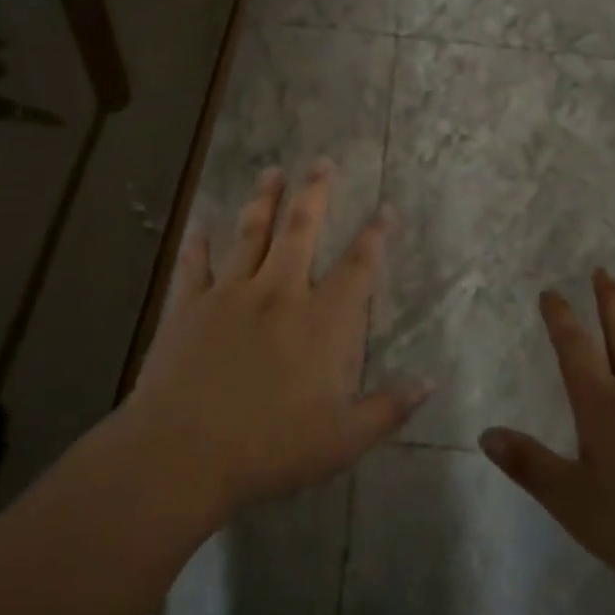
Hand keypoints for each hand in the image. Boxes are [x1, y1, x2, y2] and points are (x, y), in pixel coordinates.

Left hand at [125, 163, 430, 517]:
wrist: (183, 453)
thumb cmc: (270, 448)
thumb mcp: (342, 440)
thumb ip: (388, 408)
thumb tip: (430, 383)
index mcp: (321, 321)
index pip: (357, 266)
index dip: (374, 235)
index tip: (384, 208)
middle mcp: (279, 292)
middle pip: (301, 229)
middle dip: (315, 192)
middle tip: (321, 162)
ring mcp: (231, 293)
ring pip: (250, 233)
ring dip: (263, 199)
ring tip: (272, 171)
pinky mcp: (190, 305)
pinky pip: (195, 265)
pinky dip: (198, 244)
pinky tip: (200, 226)